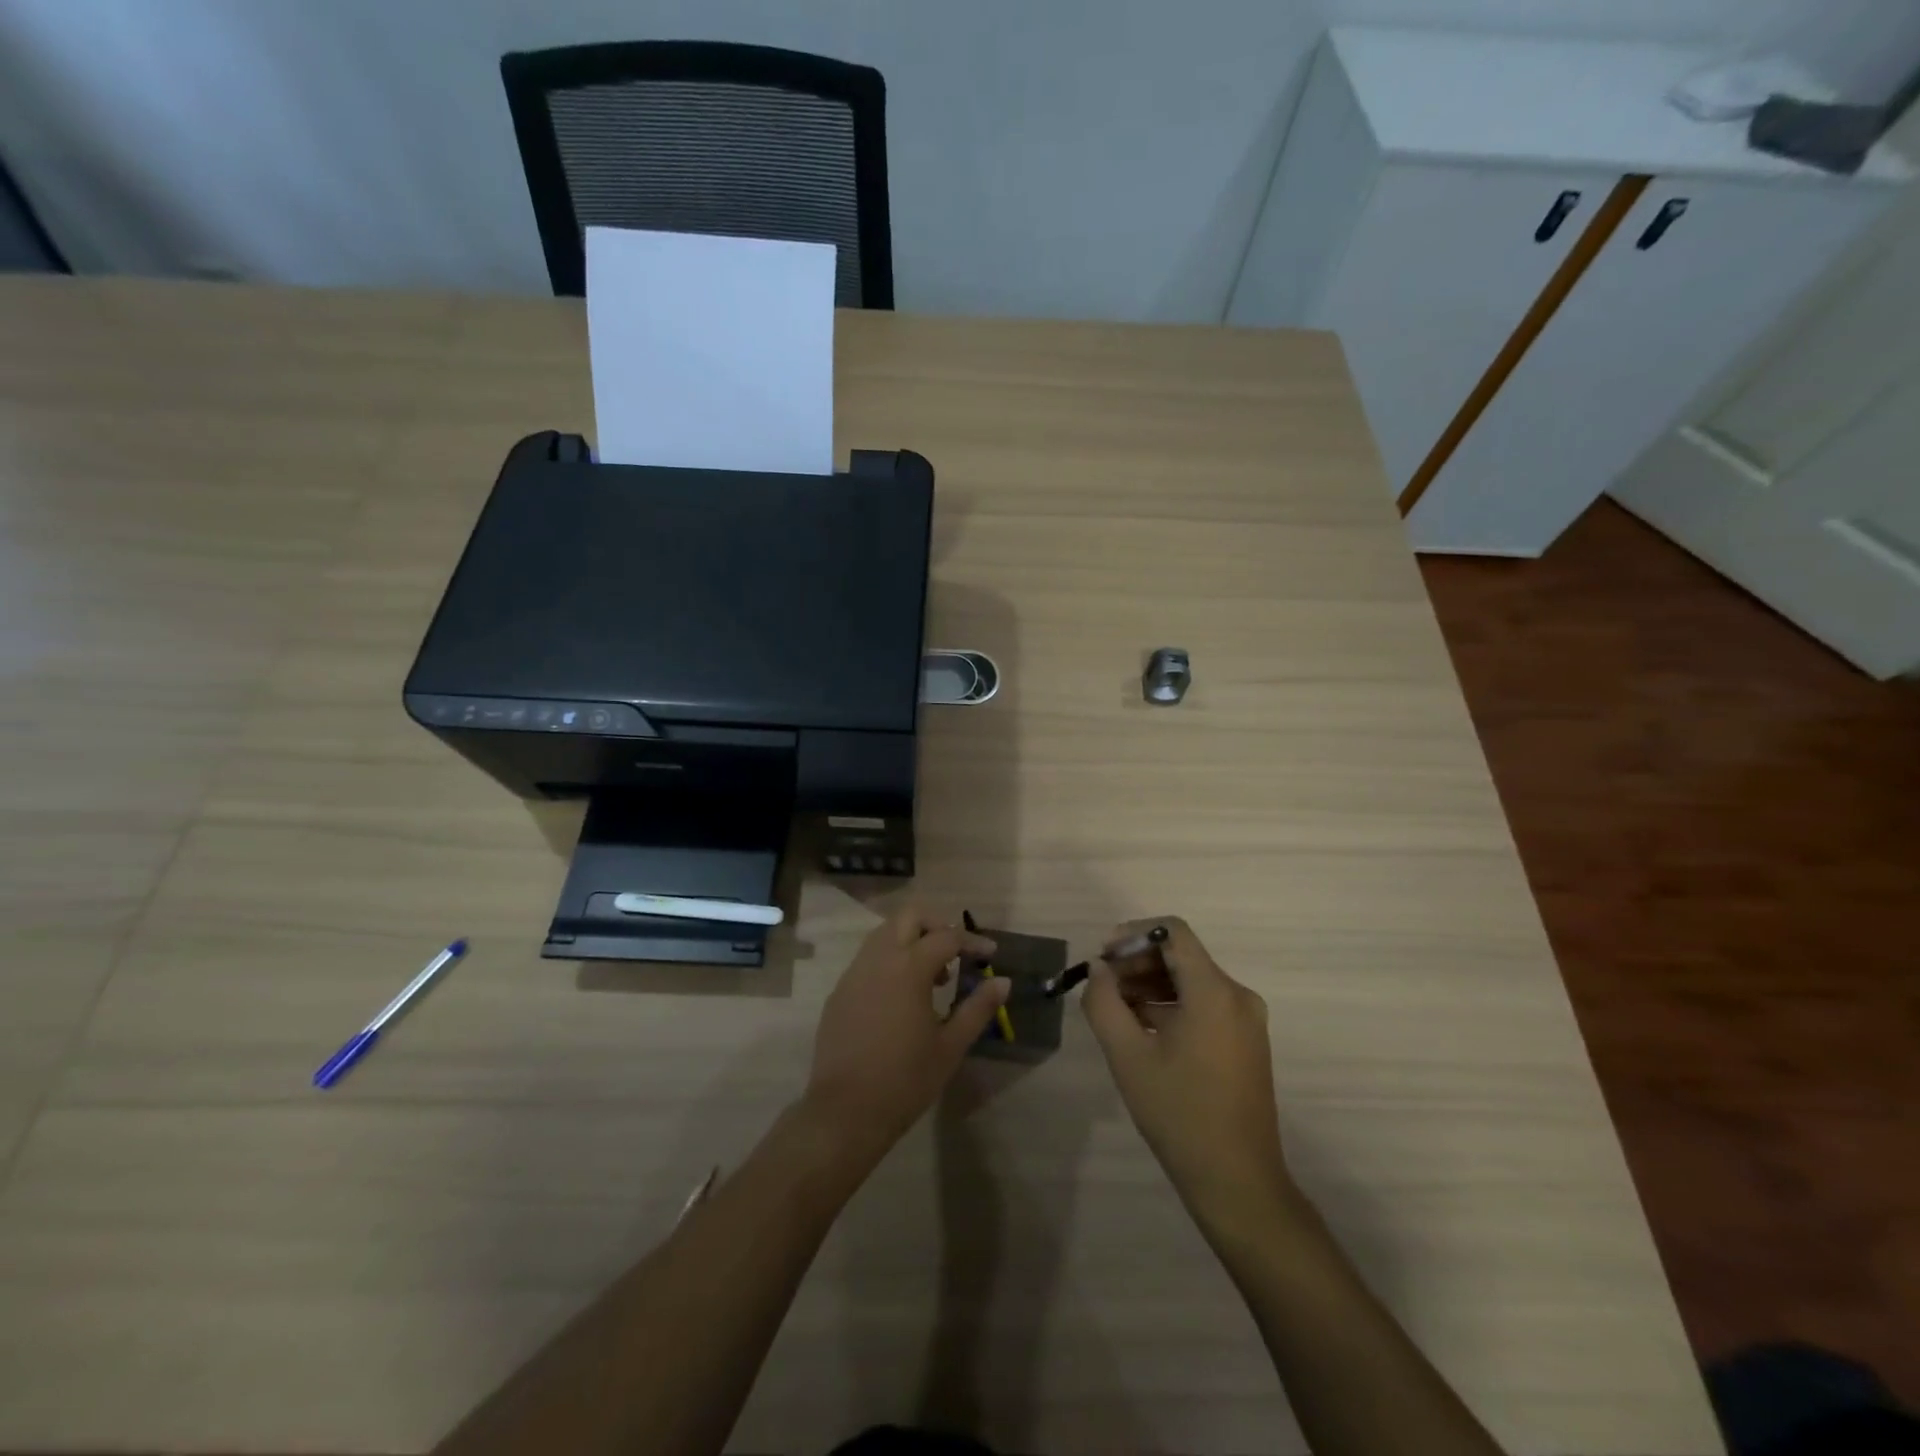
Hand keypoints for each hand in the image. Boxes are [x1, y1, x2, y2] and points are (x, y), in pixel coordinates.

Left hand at [803, 905, 1008, 1165]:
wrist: (845, 1111)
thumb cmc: (905, 1079)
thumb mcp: (950, 1045)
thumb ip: (977, 1007)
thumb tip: (1002, 981)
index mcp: (908, 968)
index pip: (946, 937)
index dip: (972, 942)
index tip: (990, 954)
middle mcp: (878, 959)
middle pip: (908, 917)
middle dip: (936, 925)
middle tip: (955, 953)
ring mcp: (854, 973)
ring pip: (884, 934)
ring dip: (911, 941)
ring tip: (931, 978)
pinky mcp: (839, 992)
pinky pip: (868, 959)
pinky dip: (890, 961)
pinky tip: (901, 998)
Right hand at [1082, 918, 1293, 1228]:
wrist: (1237, 1182)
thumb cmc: (1179, 1114)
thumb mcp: (1127, 1056)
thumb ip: (1104, 1002)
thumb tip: (1099, 969)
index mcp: (1214, 991)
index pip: (1172, 931)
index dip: (1133, 933)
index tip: (1103, 957)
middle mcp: (1237, 995)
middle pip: (1181, 954)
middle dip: (1137, 961)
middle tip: (1102, 986)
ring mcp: (1246, 1020)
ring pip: (1191, 980)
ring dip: (1151, 984)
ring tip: (1115, 1009)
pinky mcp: (1245, 1041)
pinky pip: (1203, 1003)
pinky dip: (1170, 1004)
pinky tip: (1142, 1029)